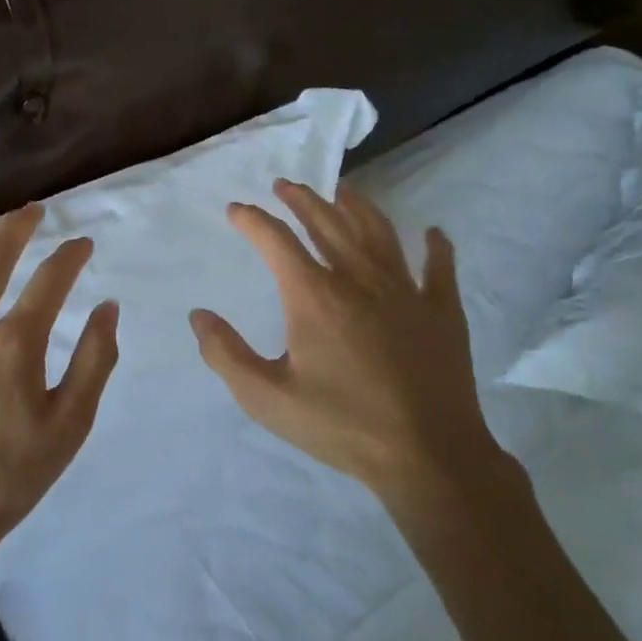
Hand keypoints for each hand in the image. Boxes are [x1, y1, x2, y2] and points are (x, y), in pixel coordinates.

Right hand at [190, 179, 504, 514]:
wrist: (427, 455)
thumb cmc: (342, 426)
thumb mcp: (267, 398)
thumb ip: (226, 354)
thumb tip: (198, 315)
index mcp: (315, 296)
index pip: (276, 240)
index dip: (252, 220)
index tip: (236, 210)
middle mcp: (359, 278)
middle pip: (327, 222)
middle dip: (302, 199)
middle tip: (285, 185)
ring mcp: (406, 290)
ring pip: (378, 231)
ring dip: (356, 205)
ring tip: (341, 190)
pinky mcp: (442, 309)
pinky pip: (439, 266)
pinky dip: (435, 246)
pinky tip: (431, 233)